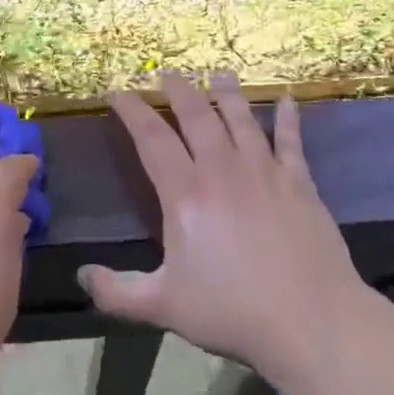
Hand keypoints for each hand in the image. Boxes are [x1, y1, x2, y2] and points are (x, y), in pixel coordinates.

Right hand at [79, 72, 365, 386]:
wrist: (312, 321)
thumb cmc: (233, 311)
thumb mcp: (164, 306)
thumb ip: (117, 292)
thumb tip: (81, 275)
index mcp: (186, 194)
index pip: (152, 138)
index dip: (132, 111)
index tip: (118, 92)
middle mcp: (223, 170)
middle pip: (197, 116)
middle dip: (178, 90)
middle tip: (167, 73)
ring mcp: (265, 171)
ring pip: (241, 118)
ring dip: (227, 92)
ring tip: (217, 73)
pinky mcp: (299, 182)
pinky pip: (291, 140)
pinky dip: (287, 117)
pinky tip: (286, 99)